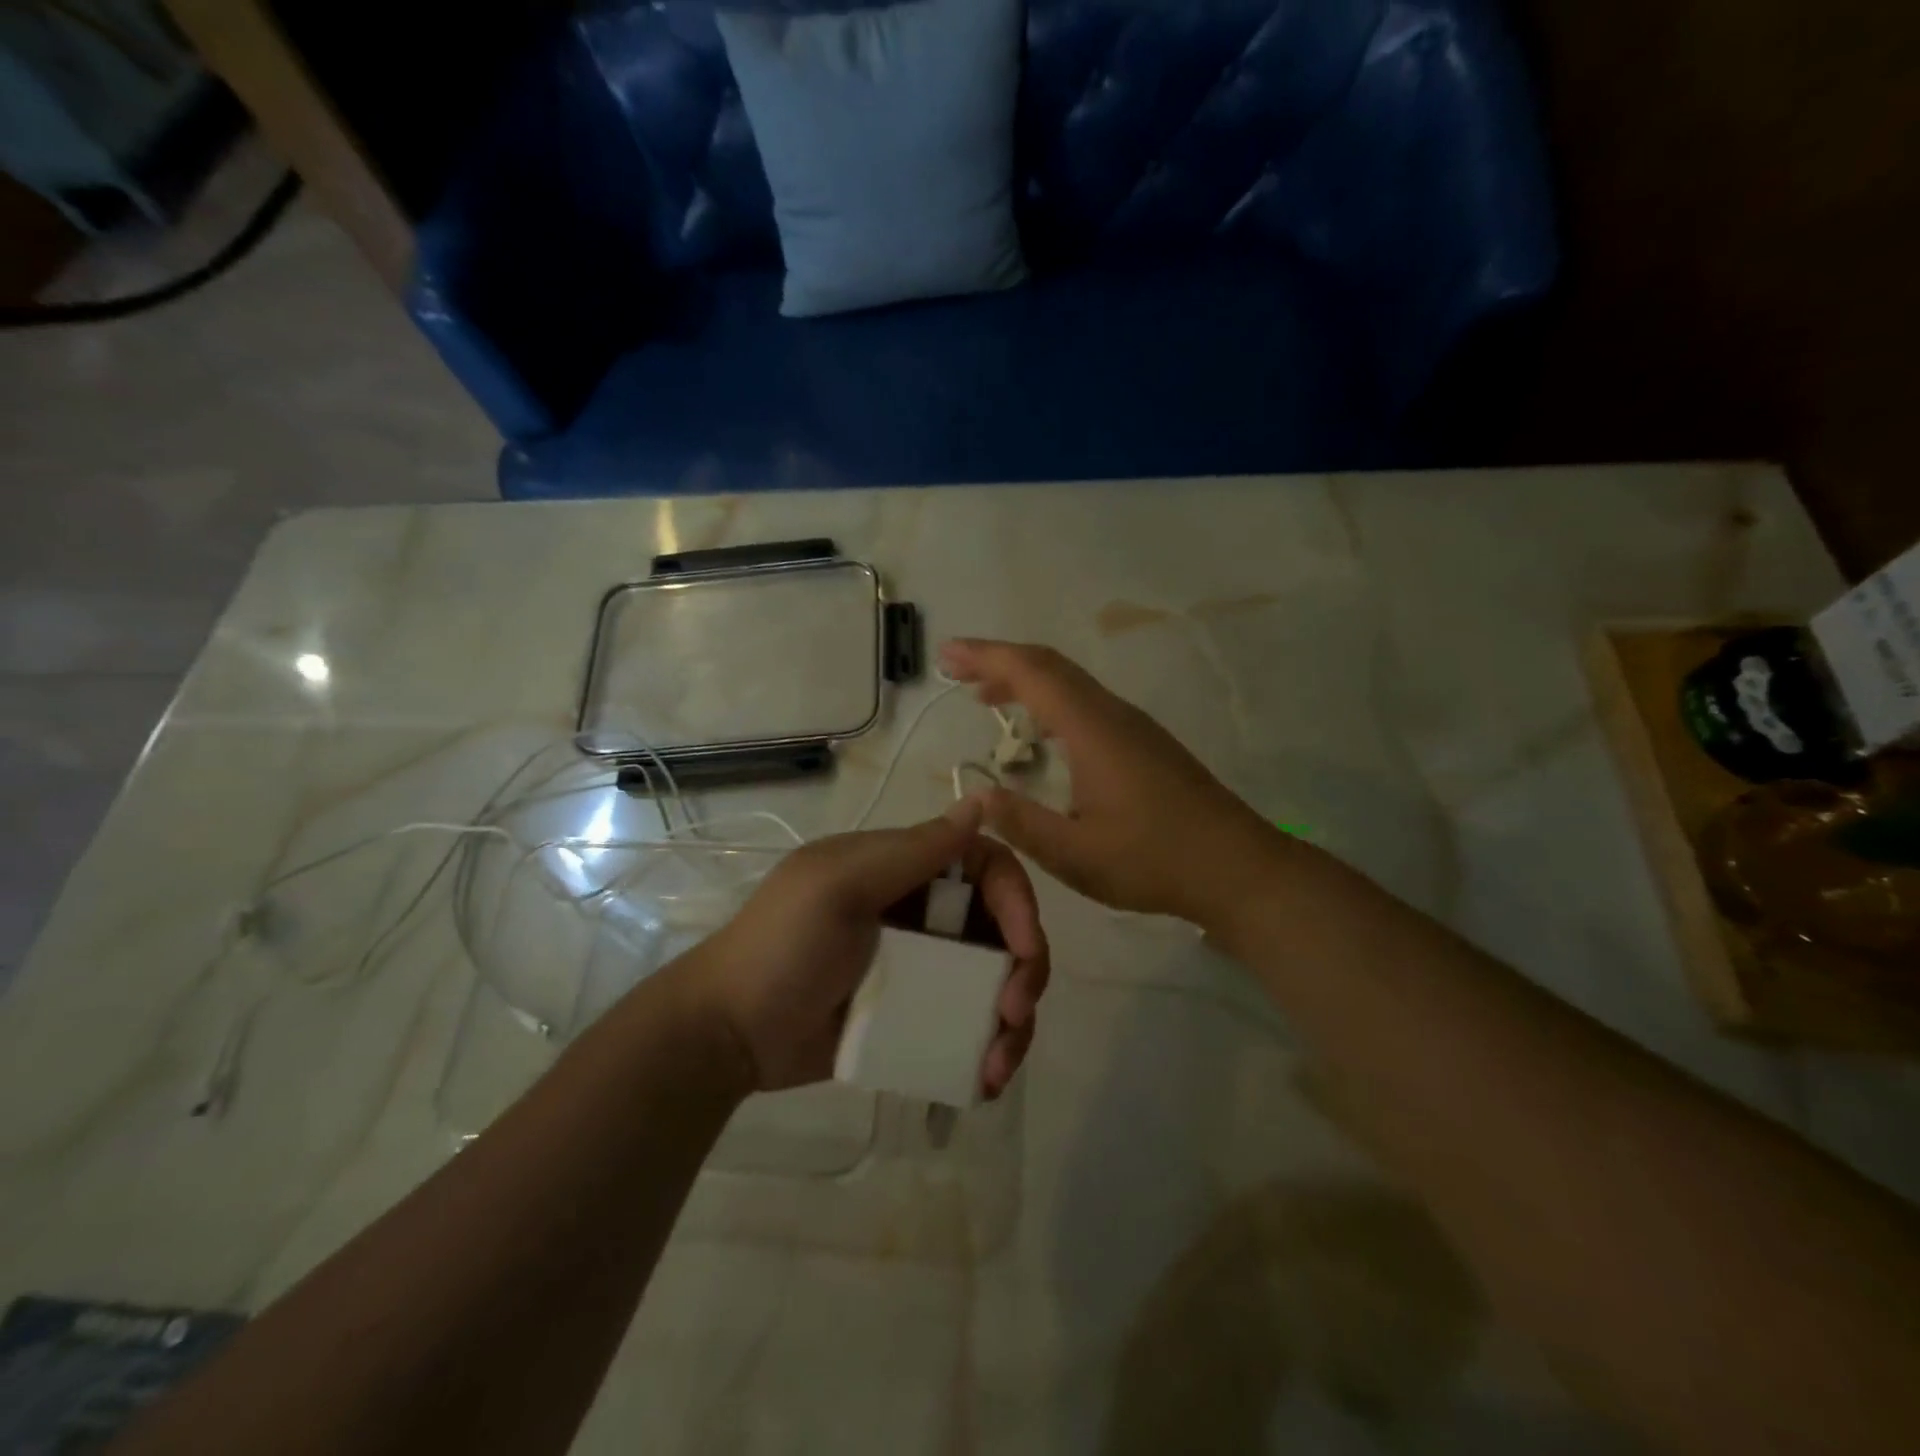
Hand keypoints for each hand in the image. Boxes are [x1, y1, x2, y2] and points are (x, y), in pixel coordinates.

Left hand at [684, 798, 1049, 1094]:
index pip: (986, 867)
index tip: (1024, 948)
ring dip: (1013, 1021)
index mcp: (904, 870)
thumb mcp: (839, 887)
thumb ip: (912, 850)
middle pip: (1002, 928)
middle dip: (1025, 969)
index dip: (1017, 901)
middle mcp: (922, 913)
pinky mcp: (915, 1017)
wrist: (727, 1034)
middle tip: (1014, 1014)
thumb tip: (981, 801)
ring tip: (997, 1066)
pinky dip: (988, 1048)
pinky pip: (969, 1024)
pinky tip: (983, 1079)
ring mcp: (921, 968)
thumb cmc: (780, 948)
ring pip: (994, 981)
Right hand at [939, 639, 1286, 927]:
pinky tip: (1038, 730)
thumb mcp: (1076, 855)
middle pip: (1050, 667)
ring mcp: (1132, 725)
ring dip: (1024, 680)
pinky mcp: (1142, 742)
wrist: (1236, 867)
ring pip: (1070, 683)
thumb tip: (974, 794)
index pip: (1033, 673)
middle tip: (955, 668)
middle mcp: (1112, 714)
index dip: (986, 656)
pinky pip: (1085, 703)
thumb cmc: (1154, 861)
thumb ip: (1021, 823)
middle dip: (999, 660)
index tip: (947, 655)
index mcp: (1093, 730)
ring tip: (983, 697)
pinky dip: (1049, 701)